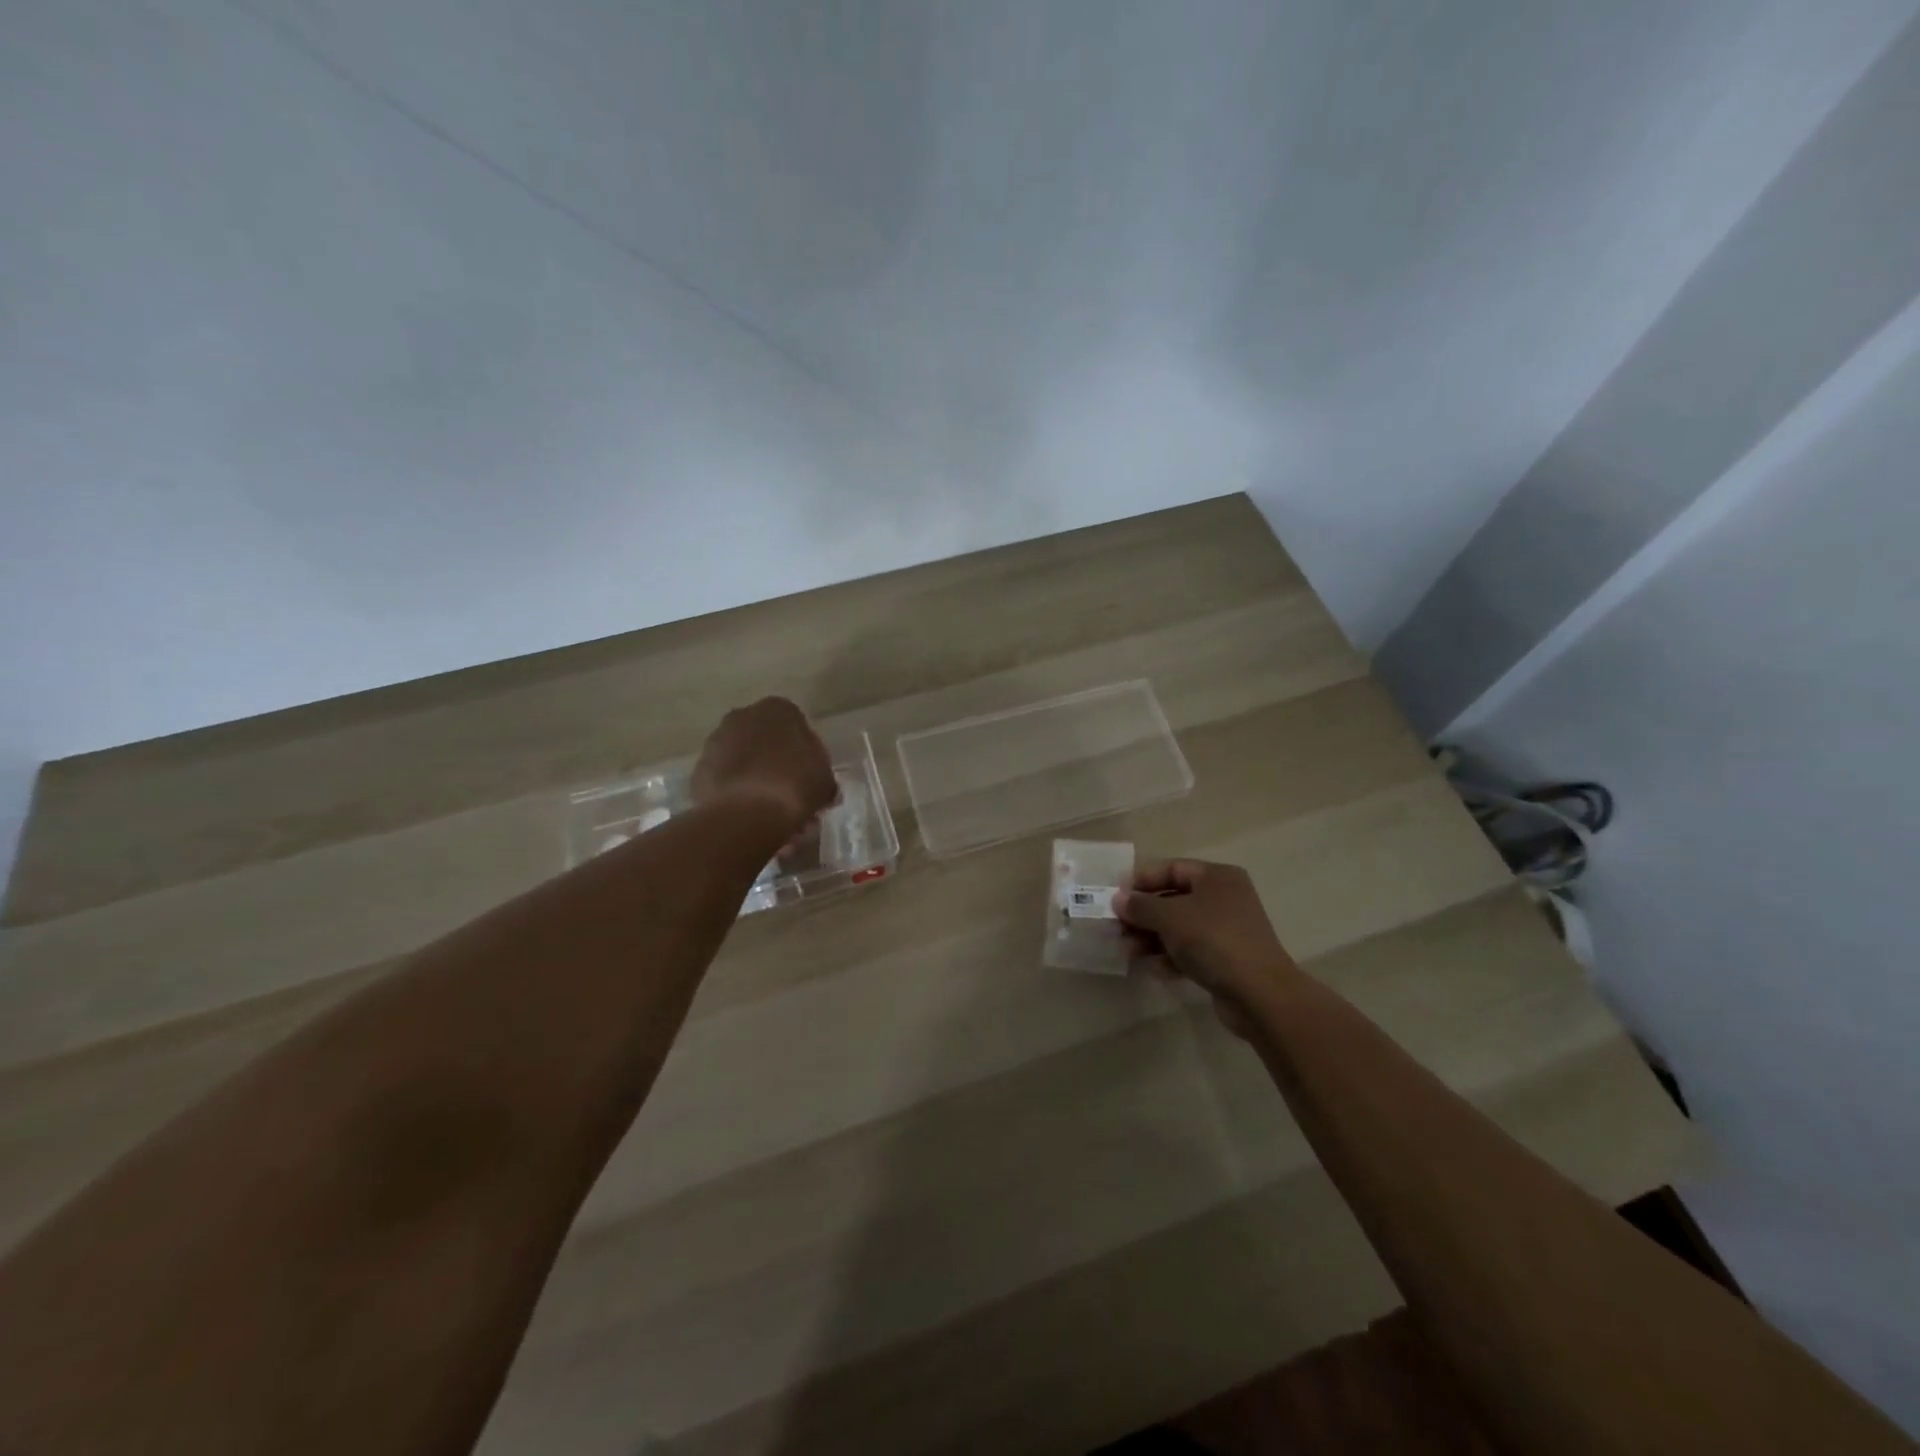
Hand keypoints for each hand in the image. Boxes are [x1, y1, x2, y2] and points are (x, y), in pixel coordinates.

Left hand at [691, 697, 837, 835]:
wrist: (747, 813)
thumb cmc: (795, 785)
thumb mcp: (825, 781)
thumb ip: (822, 776)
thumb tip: (818, 787)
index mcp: (778, 709)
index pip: (796, 727)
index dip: (805, 756)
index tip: (809, 780)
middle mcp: (743, 716)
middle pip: (765, 742)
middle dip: (776, 767)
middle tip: (790, 798)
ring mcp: (716, 742)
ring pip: (743, 762)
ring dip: (755, 781)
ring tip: (769, 815)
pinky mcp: (698, 770)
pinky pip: (725, 781)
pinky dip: (735, 795)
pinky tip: (749, 819)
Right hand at [1115, 860, 1302, 1034]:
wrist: (1260, 994)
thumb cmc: (1213, 941)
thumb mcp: (1170, 917)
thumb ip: (1141, 906)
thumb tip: (1118, 900)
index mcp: (1216, 877)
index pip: (1172, 868)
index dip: (1142, 880)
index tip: (1116, 897)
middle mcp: (1224, 898)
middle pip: (1173, 899)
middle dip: (1144, 915)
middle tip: (1118, 928)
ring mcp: (1226, 930)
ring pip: (1179, 927)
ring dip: (1152, 938)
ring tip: (1129, 952)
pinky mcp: (1226, 959)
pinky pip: (1191, 951)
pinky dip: (1171, 957)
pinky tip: (1157, 969)